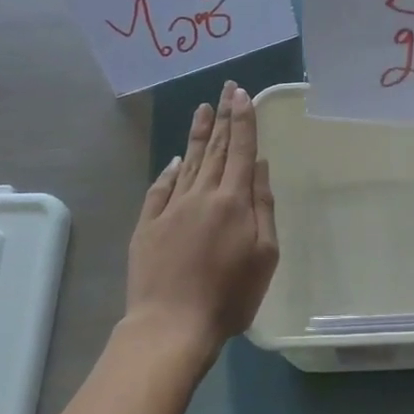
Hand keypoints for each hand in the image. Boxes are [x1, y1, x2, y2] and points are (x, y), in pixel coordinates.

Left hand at [125, 82, 279, 354]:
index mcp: (233, 201)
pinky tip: (175, 158)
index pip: (240, 150)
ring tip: (202, 109)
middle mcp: (201, 195)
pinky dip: (169, 170)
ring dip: (197, 134)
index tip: (242, 94)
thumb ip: (263, 206)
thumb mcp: (265, 255)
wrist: (171, 324)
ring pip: (188, 162)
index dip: (243, 120)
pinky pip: (159, 188)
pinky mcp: (147, 225)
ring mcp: (170, 208)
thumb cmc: (230, 296)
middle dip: (223, 117)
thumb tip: (259, 166)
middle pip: (215, 149)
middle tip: (225, 89)